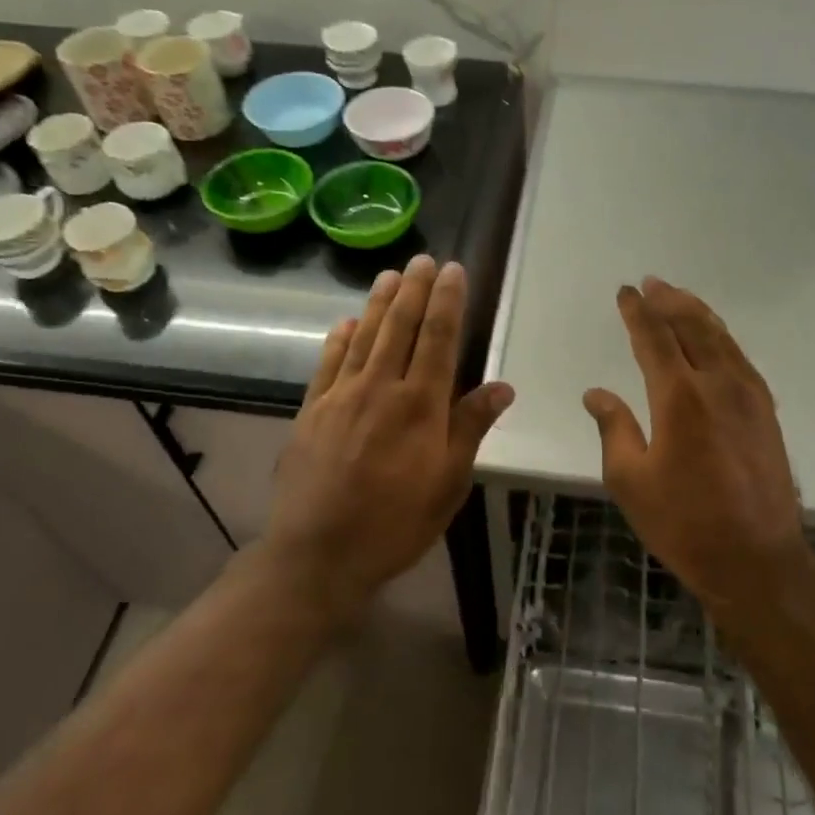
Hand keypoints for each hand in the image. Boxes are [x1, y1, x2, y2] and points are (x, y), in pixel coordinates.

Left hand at [267, 255, 514, 619]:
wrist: (319, 554)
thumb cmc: (396, 523)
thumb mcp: (449, 483)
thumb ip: (471, 428)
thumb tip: (502, 386)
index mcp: (420, 404)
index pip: (438, 338)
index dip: (447, 301)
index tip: (452, 271)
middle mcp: (380, 388)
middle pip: (400, 326)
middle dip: (413, 289)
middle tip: (422, 259)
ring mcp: (341, 396)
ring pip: (364, 337)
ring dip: (378, 303)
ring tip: (389, 275)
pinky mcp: (312, 411)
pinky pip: (329, 363)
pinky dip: (339, 339)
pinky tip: (345, 323)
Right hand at [583, 278, 810, 615]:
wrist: (757, 559)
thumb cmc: (684, 523)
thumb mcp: (631, 480)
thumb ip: (614, 428)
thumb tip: (597, 393)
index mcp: (679, 398)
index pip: (655, 338)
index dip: (638, 312)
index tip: (626, 292)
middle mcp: (718, 384)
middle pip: (692, 327)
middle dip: (669, 300)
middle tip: (652, 283)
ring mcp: (748, 395)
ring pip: (721, 337)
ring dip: (697, 313)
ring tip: (678, 297)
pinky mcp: (766, 411)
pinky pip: (740, 357)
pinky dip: (721, 337)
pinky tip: (714, 338)